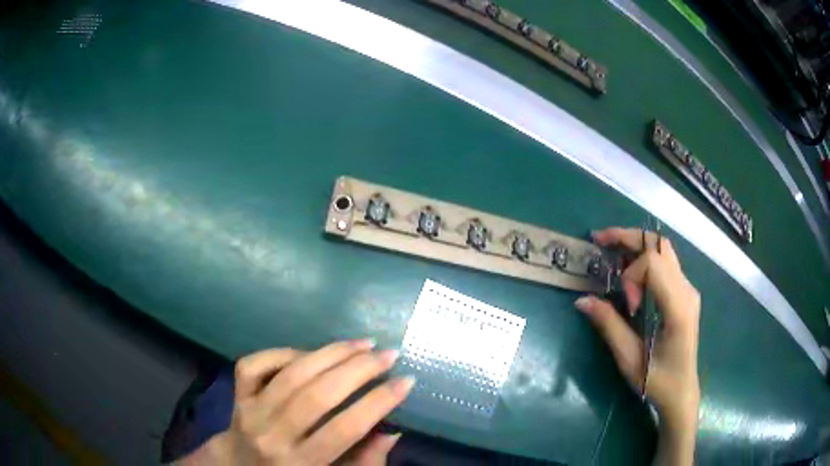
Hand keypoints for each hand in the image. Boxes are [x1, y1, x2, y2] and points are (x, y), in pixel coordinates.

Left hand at [184, 341, 414, 465]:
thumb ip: (364, 462)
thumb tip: (391, 431)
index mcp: (301, 464)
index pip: (344, 430)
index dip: (379, 403)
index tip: (407, 381)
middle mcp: (272, 436)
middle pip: (317, 396)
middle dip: (359, 370)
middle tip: (389, 354)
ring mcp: (250, 411)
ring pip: (291, 374)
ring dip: (330, 353)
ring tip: (362, 343)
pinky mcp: (236, 394)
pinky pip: (257, 364)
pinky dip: (284, 352)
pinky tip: (310, 354)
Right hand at [575, 228, 699, 463]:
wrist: (682, 392)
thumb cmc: (658, 382)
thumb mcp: (630, 359)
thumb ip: (609, 326)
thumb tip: (582, 300)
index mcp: (679, 307)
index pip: (654, 264)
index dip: (631, 276)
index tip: (626, 306)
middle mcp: (687, 290)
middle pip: (659, 245)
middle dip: (629, 237)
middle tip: (600, 239)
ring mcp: (687, 289)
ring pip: (663, 249)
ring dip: (635, 244)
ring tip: (609, 248)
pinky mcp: (683, 293)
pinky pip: (664, 263)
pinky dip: (643, 258)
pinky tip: (626, 269)